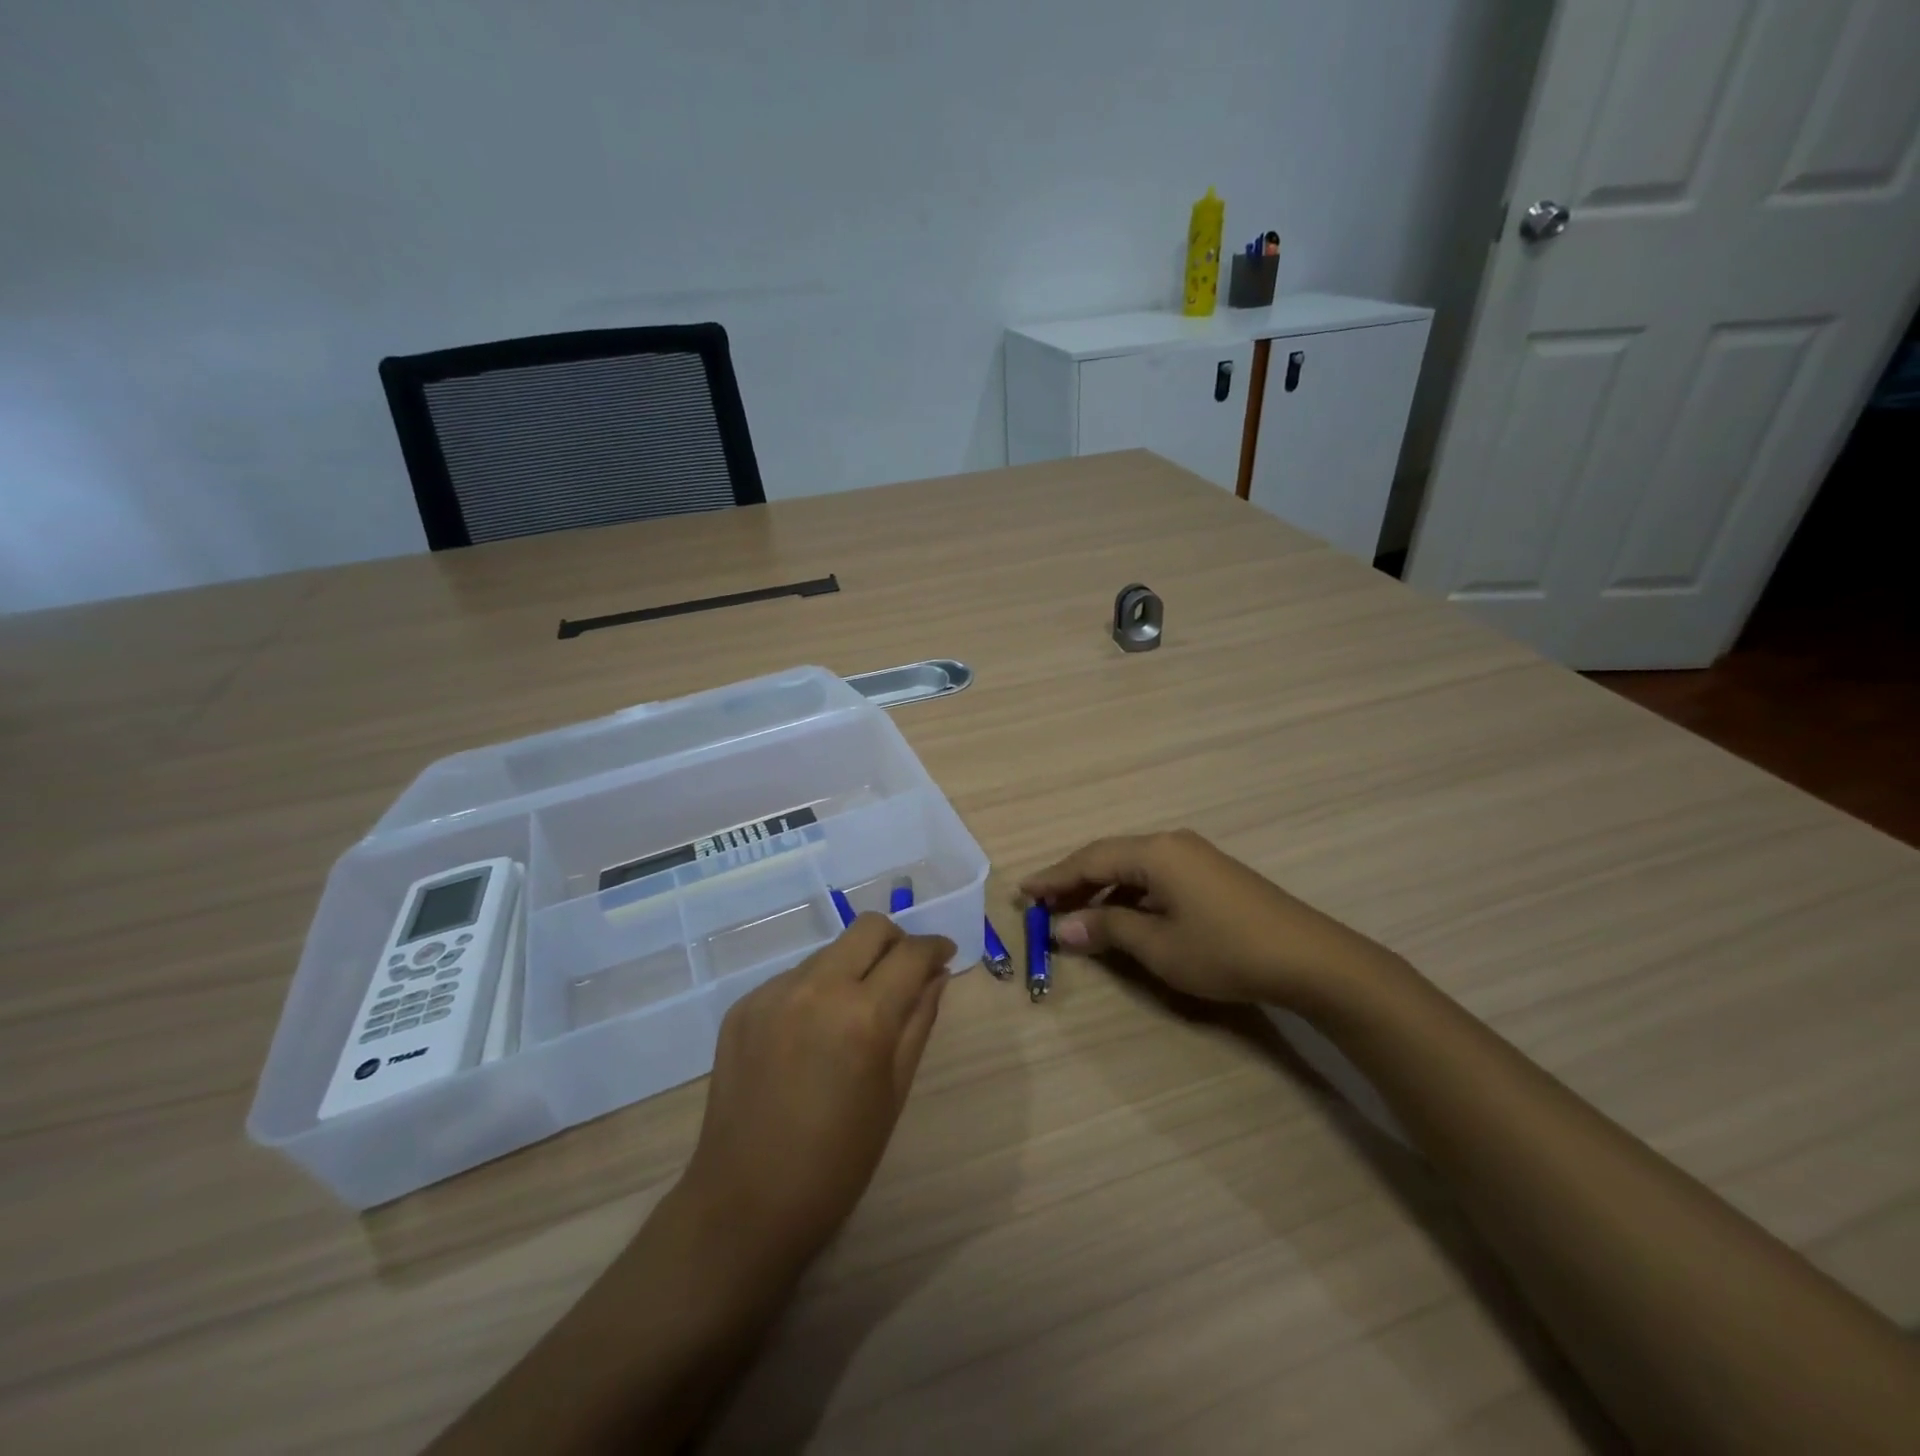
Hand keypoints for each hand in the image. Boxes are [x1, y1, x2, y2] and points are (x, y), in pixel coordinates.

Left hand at [681, 914, 954, 1266]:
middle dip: (896, 941)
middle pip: (868, 928)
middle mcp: (817, 988)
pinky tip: (812, 1034)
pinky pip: (793, 978)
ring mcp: (773, 993)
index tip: (944, 955)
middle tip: (904, 972)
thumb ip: (919, 1022)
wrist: (745, 1203)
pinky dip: (816, 990)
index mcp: (863, 1016)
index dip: (935, 947)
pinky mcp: (743, 1006)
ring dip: (853, 966)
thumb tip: (937, 975)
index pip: (911, 953)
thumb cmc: (837, 1161)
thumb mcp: (894, 1092)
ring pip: (830, 951)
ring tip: (854, 1012)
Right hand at [1020, 829, 1402, 1010]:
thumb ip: (1107, 930)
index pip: (1089, 859)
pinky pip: (1156, 876)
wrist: (1310, 958)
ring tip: (1076, 913)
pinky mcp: (1211, 874)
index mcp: (1155, 852)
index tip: (1023, 892)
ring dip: (1102, 888)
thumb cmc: (1225, 950)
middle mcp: (1171, 844)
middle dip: (1074, 881)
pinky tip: (1123, 915)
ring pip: (1133, 867)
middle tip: (1043, 905)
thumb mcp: (1158, 945)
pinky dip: (1130, 893)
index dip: (1054, 878)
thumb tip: (1062, 928)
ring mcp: (1195, 857)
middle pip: (1110, 857)